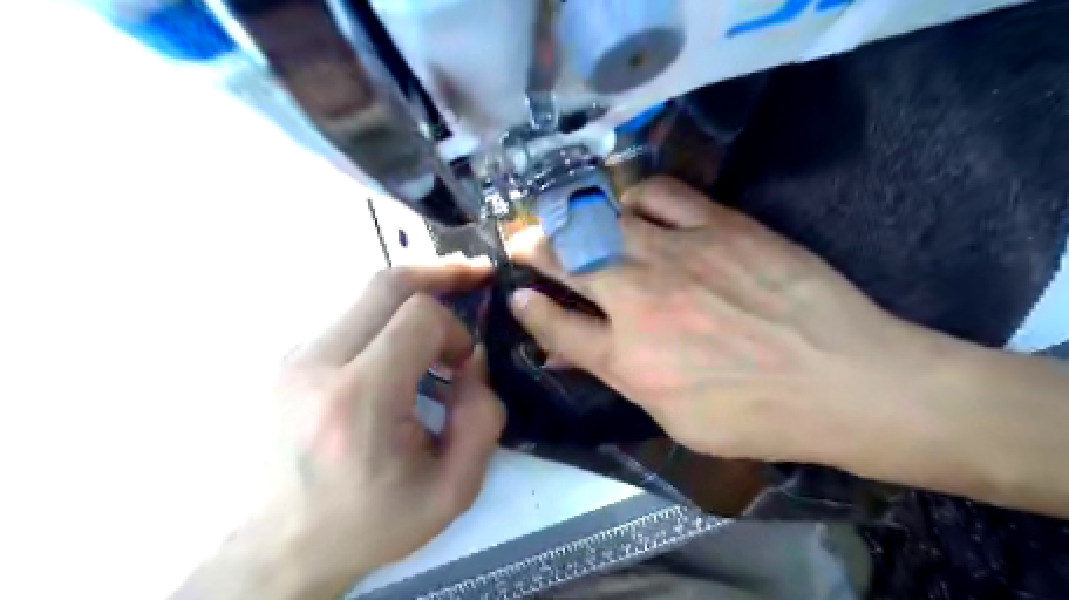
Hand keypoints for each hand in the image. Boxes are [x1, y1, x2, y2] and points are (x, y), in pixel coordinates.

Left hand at [178, 263, 505, 599]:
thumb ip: (483, 419)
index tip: (463, 363)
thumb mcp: (452, 489)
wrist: (278, 550)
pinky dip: (386, 319)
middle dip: (440, 274)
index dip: (455, 329)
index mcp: (358, 400)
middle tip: (475, 275)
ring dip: (413, 299)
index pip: (419, 317)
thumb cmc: (370, 523)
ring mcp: (292, 358)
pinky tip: (403, 346)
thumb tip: (473, 361)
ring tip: (443, 316)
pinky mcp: (286, 361)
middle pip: (386, 283)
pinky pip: (349, 318)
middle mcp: (315, 365)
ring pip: (365, 296)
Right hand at [512, 177, 952, 463]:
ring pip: (602, 221)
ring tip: (566, 218)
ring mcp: (676, 254)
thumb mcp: (673, 416)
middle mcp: (638, 298)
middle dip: (534, 249)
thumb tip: (564, 357)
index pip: (556, 326)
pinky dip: (635, 195)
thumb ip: (614, 376)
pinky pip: (660, 193)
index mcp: (627, 356)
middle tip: (522, 242)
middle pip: (567, 261)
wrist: (844, 379)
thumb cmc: (754, 414)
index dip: (529, 310)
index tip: (517, 297)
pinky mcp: (717, 225)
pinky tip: (632, 205)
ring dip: (573, 219)